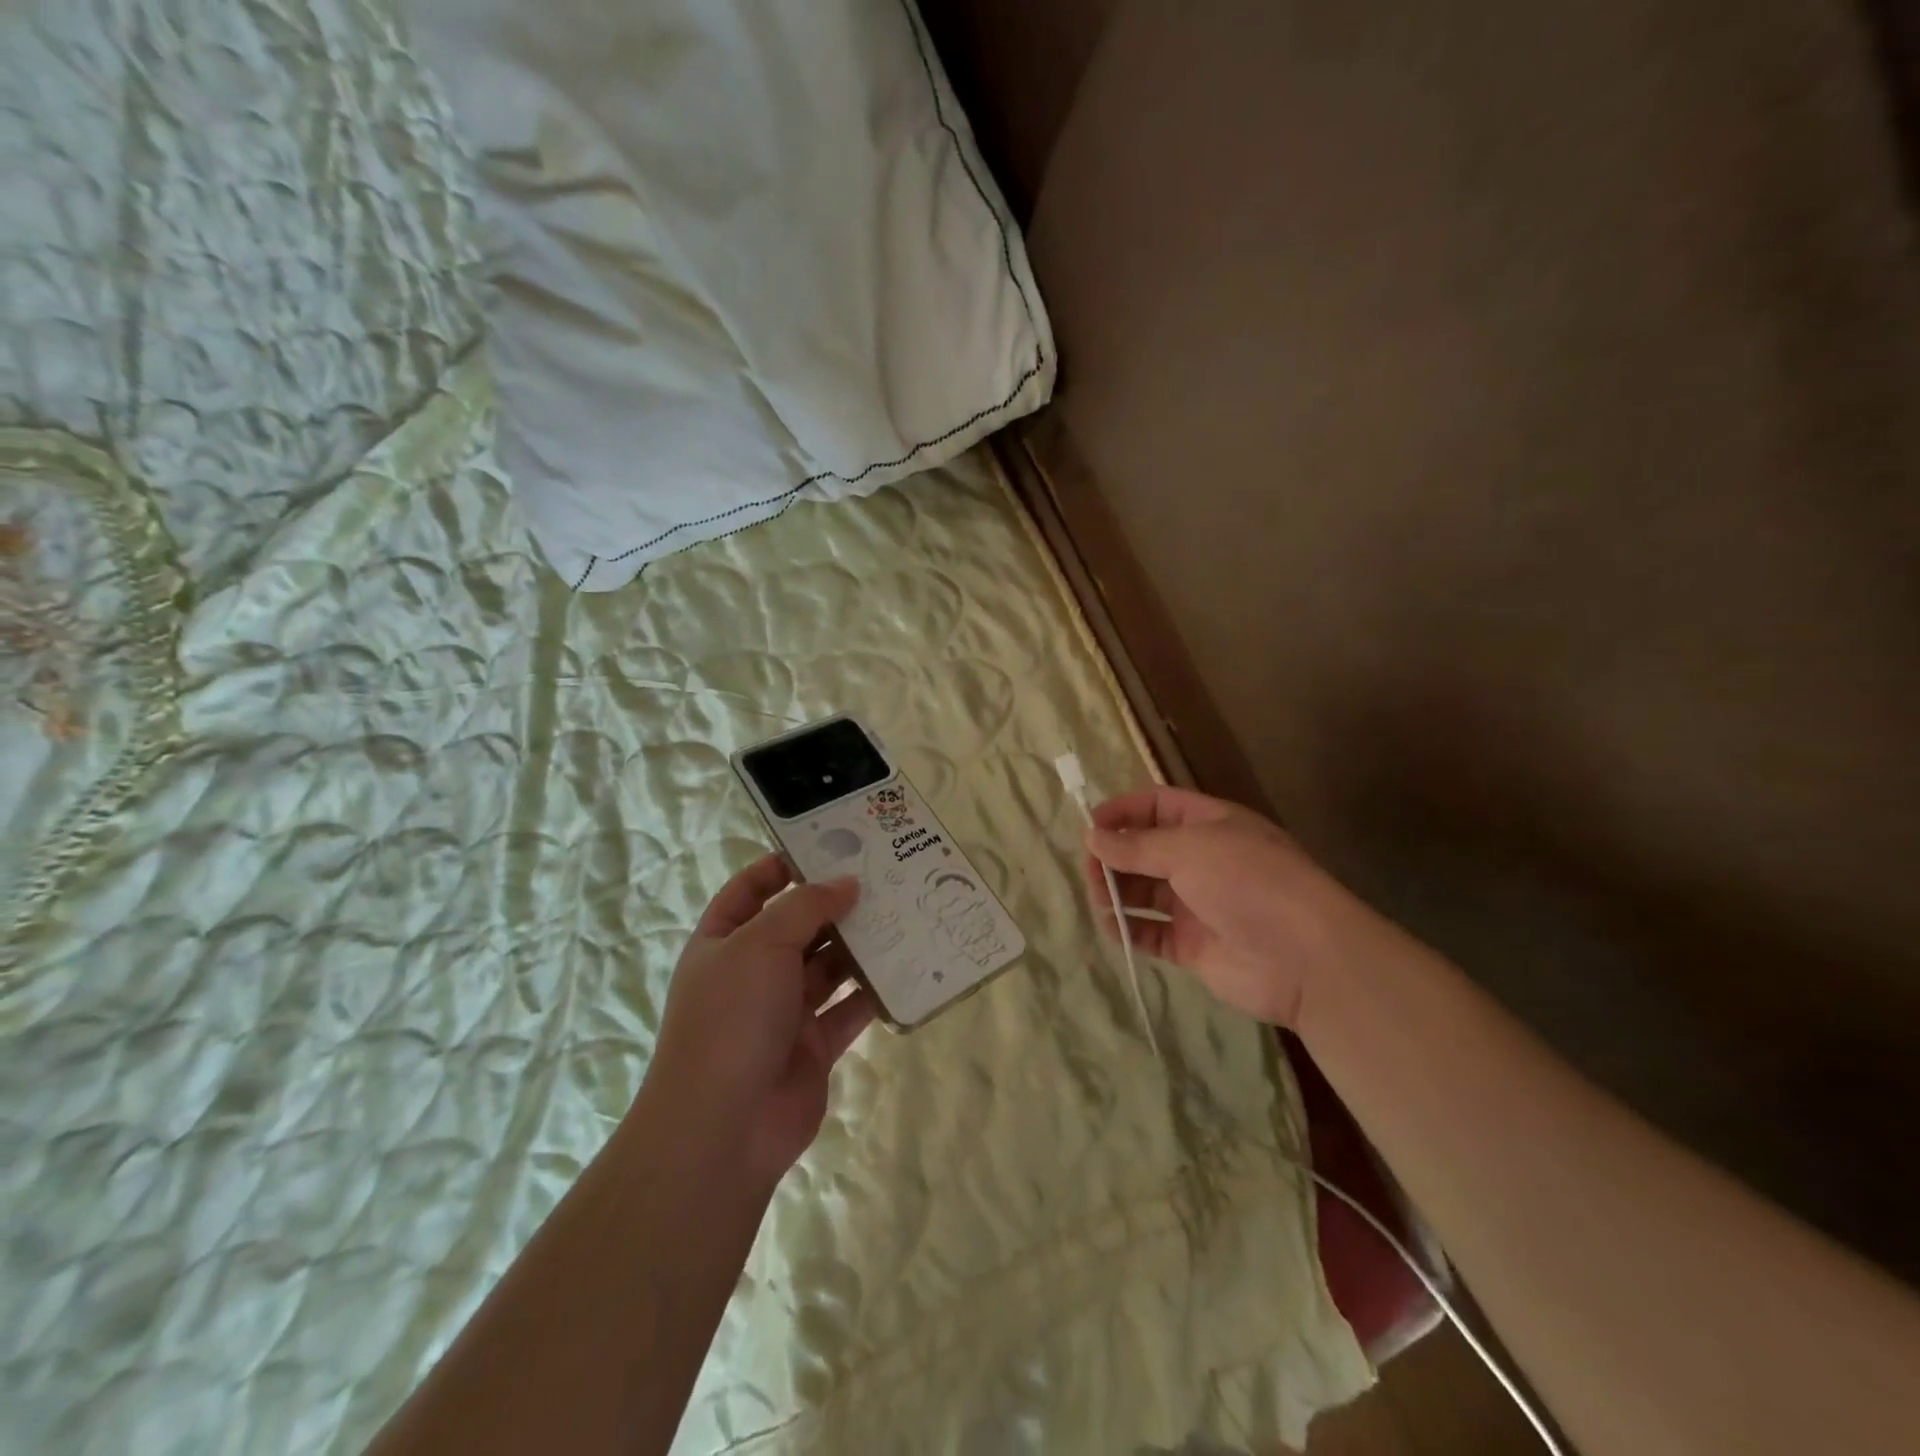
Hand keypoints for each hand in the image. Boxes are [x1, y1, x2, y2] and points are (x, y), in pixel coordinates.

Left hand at [645, 854, 877, 1186]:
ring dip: (860, 945)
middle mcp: (753, 972)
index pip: (750, 890)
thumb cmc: (731, 1017)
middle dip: (835, 904)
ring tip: (903, 913)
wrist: (723, 1128)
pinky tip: (906, 968)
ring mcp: (784, 1011)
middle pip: (798, 926)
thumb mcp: (761, 944)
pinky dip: (873, 992)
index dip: (782, 866)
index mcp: (724, 942)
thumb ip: (805, 907)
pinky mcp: (814, 1046)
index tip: (828, 846)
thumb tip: (846, 883)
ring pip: (828, 967)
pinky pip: (849, 1010)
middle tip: (883, 877)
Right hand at [1085, 787, 1369, 1026]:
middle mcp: (1204, 860)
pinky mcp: (1195, 946)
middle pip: (1147, 849)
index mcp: (1211, 824)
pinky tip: (1112, 927)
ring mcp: (1200, 904)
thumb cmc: (1248, 883)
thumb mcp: (1190, 849)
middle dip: (1115, 855)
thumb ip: (1136, 846)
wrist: (1305, 958)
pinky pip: (1152, 932)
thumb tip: (1091, 837)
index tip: (1090, 827)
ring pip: (1145, 890)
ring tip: (1098, 899)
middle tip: (1089, 870)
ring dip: (1118, 891)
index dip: (1123, 811)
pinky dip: (1130, 929)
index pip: (1158, 805)